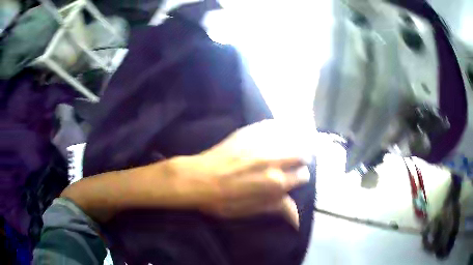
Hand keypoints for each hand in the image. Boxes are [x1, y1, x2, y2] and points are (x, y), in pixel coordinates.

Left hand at [190, 120, 310, 227]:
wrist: (196, 179)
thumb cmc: (221, 201)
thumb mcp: (249, 210)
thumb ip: (275, 208)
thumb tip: (297, 218)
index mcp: (275, 183)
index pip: (302, 176)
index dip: (301, 177)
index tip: (298, 177)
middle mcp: (273, 160)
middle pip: (300, 154)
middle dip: (302, 158)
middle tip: (298, 160)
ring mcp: (260, 144)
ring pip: (290, 138)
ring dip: (294, 143)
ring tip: (293, 145)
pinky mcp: (248, 133)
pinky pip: (272, 126)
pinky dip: (280, 129)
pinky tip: (279, 131)